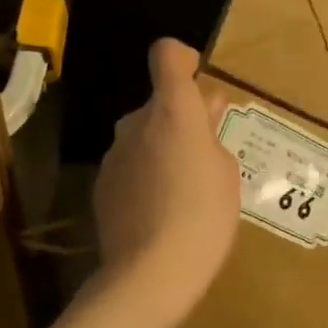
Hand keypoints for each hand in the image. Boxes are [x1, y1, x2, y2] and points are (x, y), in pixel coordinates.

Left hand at [93, 39, 238, 323]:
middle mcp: (136, 123)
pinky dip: (144, 175)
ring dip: (161, 148)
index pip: (167, 55)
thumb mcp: (226, 172)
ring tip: (183, 189)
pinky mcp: (101, 185)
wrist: (152, 272)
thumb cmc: (205, 215)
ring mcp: (114, 154)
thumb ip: (211, 133)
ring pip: (142, 137)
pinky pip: (129, 166)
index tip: (198, 77)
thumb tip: (204, 110)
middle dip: (180, 118)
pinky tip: (159, 209)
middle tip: (205, 151)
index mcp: (173, 111)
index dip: (182, 59)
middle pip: (157, 104)